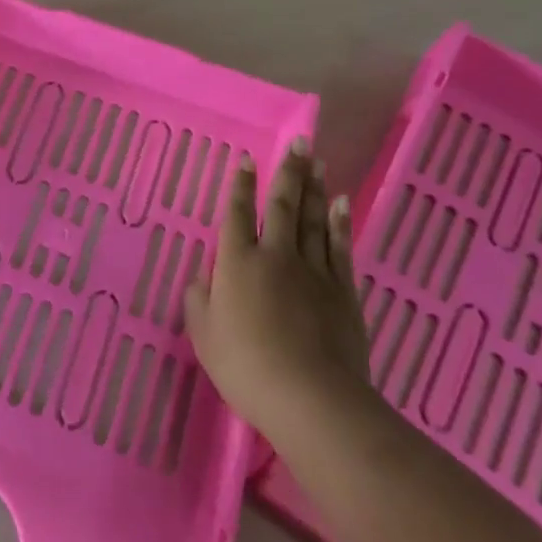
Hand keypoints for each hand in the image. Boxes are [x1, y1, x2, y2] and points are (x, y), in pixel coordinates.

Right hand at [184, 138, 370, 432]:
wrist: (311, 398)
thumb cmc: (246, 366)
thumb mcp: (204, 336)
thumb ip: (199, 301)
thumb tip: (203, 278)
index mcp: (237, 264)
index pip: (236, 214)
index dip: (240, 186)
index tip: (247, 160)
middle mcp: (275, 256)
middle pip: (282, 206)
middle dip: (287, 173)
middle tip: (299, 143)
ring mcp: (313, 271)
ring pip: (312, 220)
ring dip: (314, 189)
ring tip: (317, 161)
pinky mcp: (342, 292)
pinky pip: (339, 248)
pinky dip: (339, 223)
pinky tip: (341, 204)